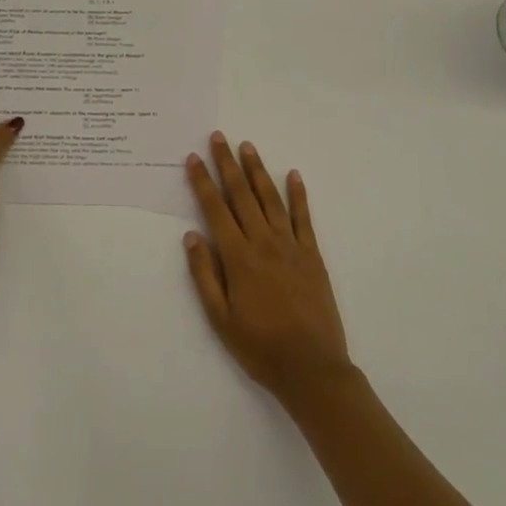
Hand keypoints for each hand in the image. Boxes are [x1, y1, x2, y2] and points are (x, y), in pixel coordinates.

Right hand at [183, 133, 352, 406]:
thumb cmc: (259, 347)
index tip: (193, 158)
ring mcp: (291, 246)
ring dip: (258, 170)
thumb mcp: (220, 319)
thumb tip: (192, 235)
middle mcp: (264, 243)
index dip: (203, 182)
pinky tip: (293, 174)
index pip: (216, 210)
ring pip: (271, 199)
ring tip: (247, 146)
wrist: (311, 368)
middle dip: (227, 164)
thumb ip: (205, 275)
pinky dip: (298, 194)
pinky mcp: (313, 255)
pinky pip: (304, 218)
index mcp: (238, 258)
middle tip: (218, 137)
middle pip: (242, 195)